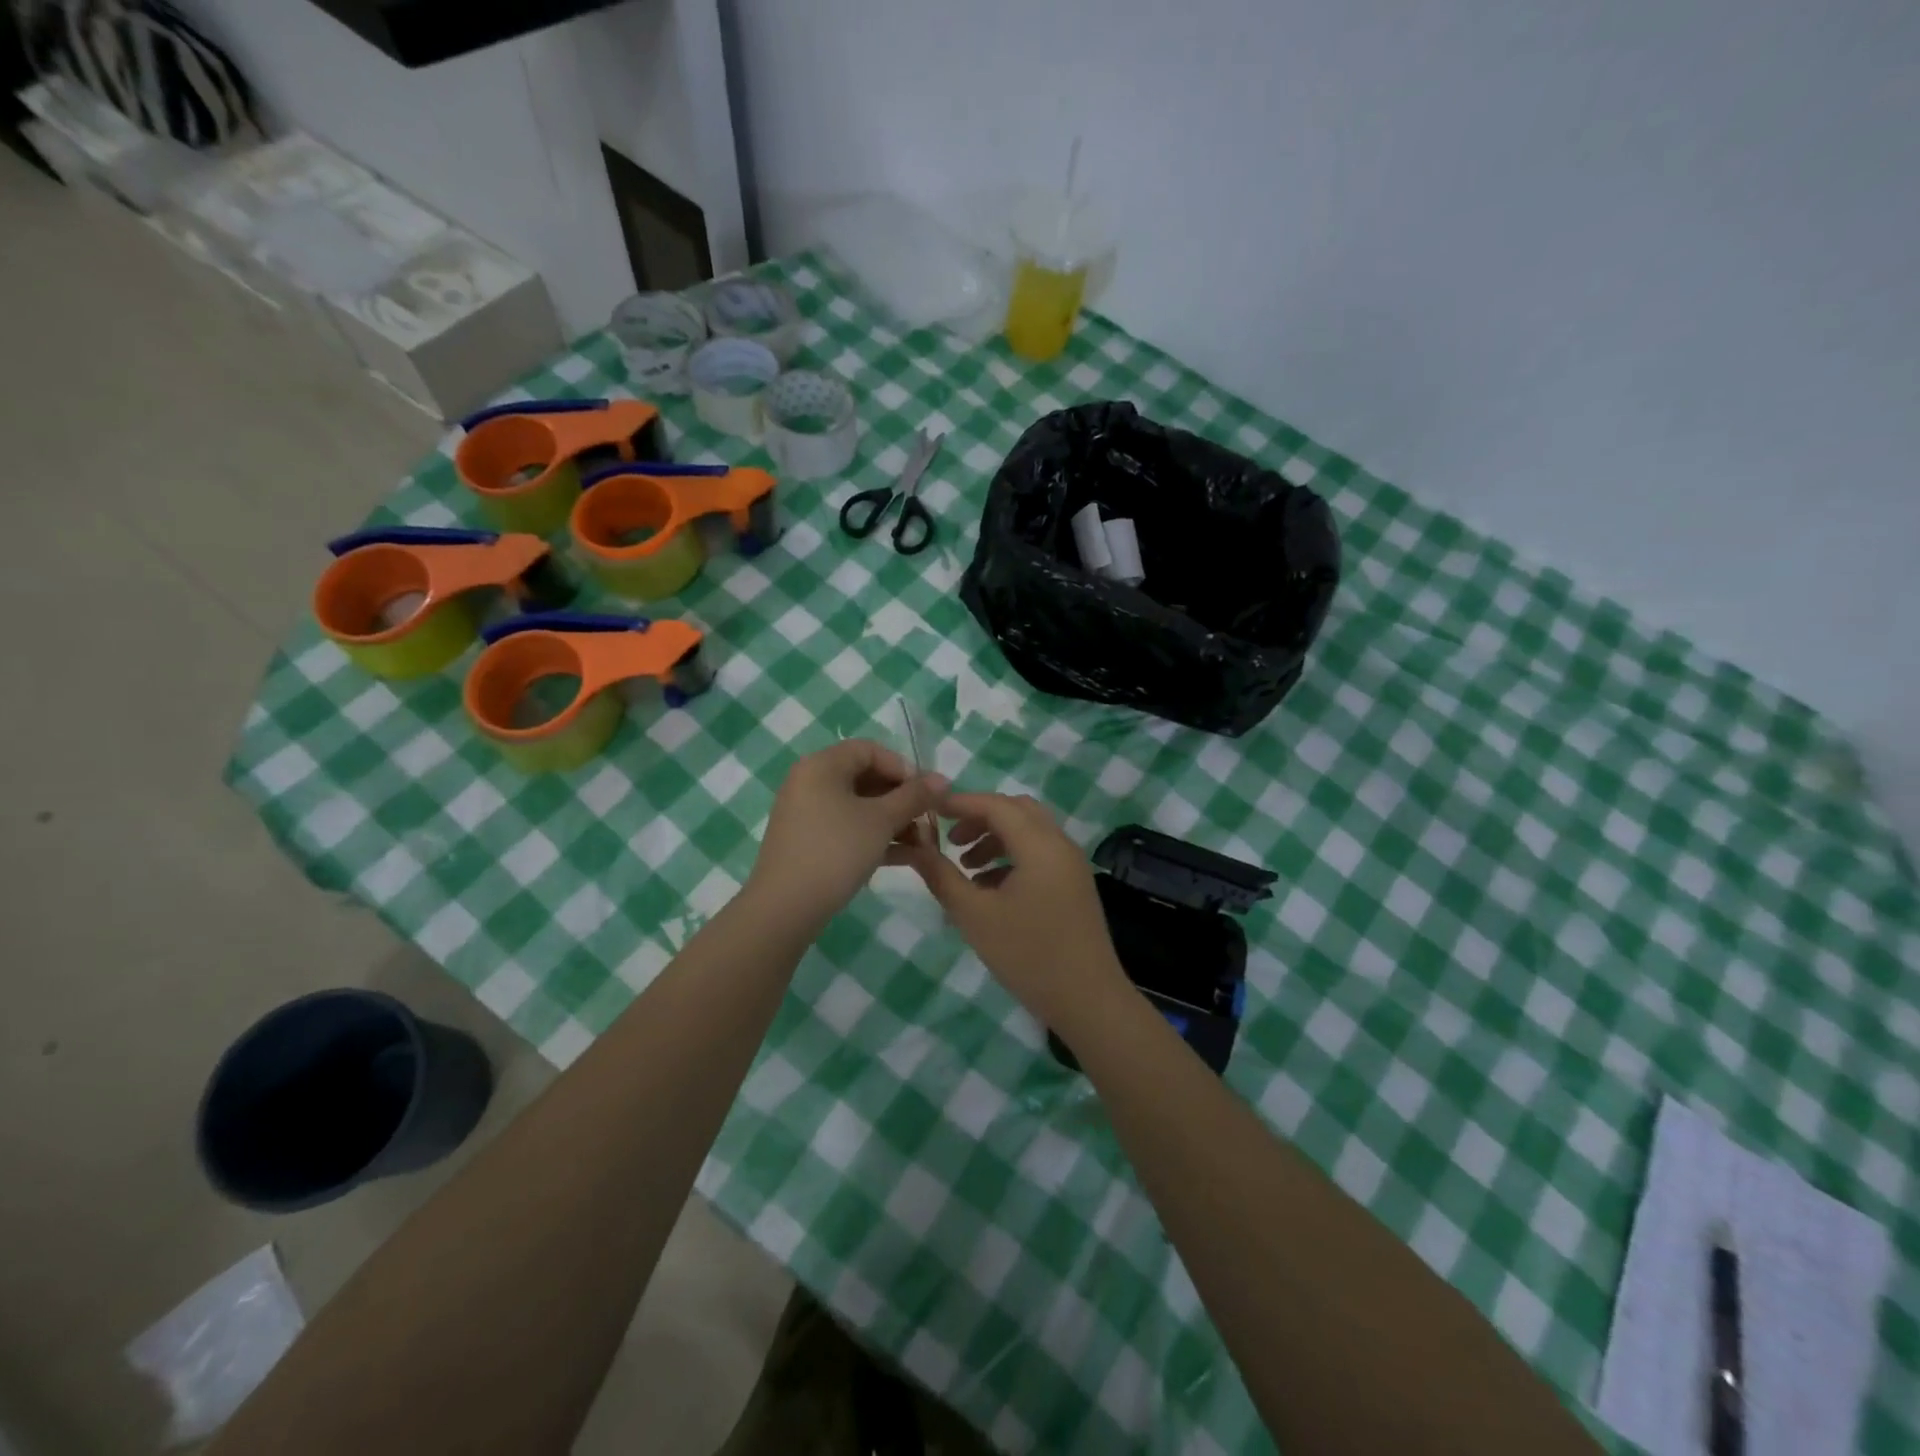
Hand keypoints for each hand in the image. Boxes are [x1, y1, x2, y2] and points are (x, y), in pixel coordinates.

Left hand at [747, 739, 945, 929]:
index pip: (870, 750)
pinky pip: (849, 829)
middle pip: (866, 778)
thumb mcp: (881, 820)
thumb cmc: (836, 851)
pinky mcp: (810, 842)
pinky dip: (876, 837)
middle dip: (903, 799)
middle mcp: (811, 782)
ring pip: (860, 807)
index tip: (926, 793)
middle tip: (929, 819)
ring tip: (924, 843)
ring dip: (895, 821)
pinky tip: (907, 857)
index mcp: (822, 766)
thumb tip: (943, 780)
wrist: (785, 907)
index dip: (903, 767)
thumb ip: (914, 796)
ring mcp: (808, 814)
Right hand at [900, 793, 1128, 1034]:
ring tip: (965, 865)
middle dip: (980, 817)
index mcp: (1039, 844)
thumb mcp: (975, 916)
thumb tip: (915, 847)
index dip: (961, 803)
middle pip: (1016, 810)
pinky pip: (1040, 852)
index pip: (996, 804)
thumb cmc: (1028, 955)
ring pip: (1029, 830)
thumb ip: (942, 876)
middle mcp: (1060, 844)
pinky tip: (989, 886)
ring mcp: (1071, 864)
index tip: (930, 809)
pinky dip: (1012, 855)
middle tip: (950, 837)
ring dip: (995, 837)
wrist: (1088, 1000)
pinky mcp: (1074, 883)